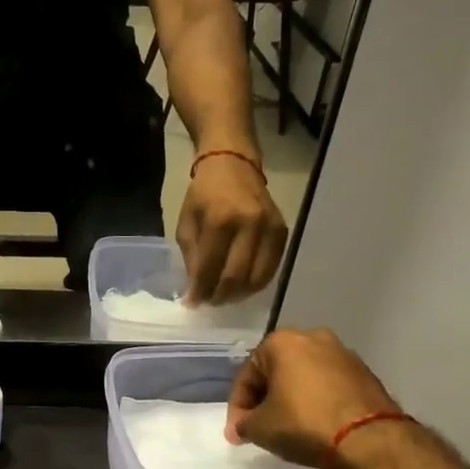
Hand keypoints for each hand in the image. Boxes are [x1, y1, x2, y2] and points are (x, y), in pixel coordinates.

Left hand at [177, 153, 288, 305]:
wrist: (233, 165)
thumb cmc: (204, 194)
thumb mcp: (186, 222)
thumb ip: (191, 257)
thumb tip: (195, 291)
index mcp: (220, 219)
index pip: (211, 267)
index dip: (200, 290)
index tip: (192, 303)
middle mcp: (249, 224)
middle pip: (236, 277)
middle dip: (220, 296)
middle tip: (209, 302)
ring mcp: (270, 228)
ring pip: (257, 278)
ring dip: (239, 294)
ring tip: (224, 296)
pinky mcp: (283, 231)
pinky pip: (272, 268)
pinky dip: (256, 283)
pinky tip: (242, 285)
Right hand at [225, 328, 402, 468]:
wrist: (370, 440)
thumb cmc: (304, 423)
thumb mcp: (260, 428)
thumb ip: (244, 423)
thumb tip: (244, 426)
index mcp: (282, 341)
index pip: (247, 375)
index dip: (237, 407)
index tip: (237, 433)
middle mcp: (313, 337)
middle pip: (276, 372)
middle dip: (265, 399)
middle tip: (259, 428)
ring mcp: (344, 354)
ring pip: (304, 378)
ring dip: (291, 399)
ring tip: (287, 428)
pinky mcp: (366, 374)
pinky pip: (329, 387)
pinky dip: (317, 402)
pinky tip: (315, 426)